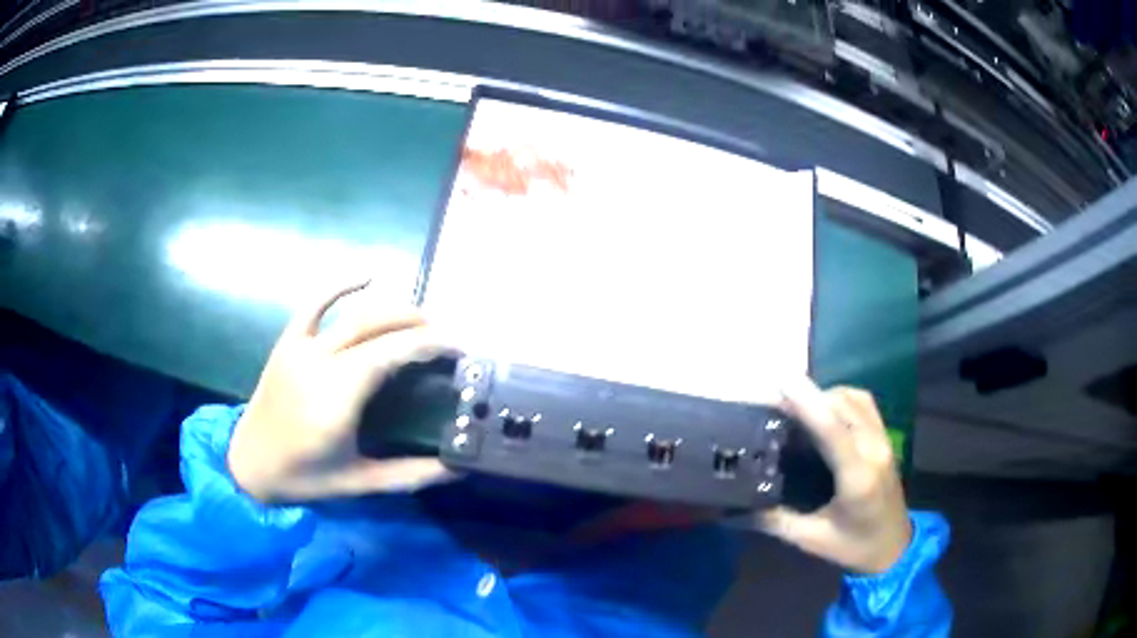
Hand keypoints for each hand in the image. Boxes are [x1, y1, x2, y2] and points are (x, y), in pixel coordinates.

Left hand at [227, 281, 454, 503]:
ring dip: (393, 309)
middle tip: (446, 338)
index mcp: (337, 396)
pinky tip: (369, 275)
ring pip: (354, 312)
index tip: (459, 350)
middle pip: (378, 324)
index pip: (393, 352)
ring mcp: (300, 347)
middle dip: (419, 324)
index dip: (431, 344)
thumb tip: (458, 468)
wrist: (248, 464)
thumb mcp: (360, 483)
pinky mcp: (287, 342)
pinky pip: (315, 302)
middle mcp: (320, 362)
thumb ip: (410, 475)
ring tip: (421, 319)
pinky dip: (341, 284)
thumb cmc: (304, 478)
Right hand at [758, 379, 911, 573]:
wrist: (895, 548)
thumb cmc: (855, 547)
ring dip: (822, 394)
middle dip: (806, 395)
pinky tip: (822, 409)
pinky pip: (863, 402)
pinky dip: (839, 396)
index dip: (808, 403)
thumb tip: (733, 511)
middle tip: (770, 400)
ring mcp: (883, 440)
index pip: (833, 431)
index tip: (781, 381)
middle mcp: (874, 450)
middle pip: (841, 405)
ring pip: (853, 398)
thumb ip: (775, 522)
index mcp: (858, 478)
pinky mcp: (885, 437)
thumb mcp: (812, 541)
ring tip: (793, 404)